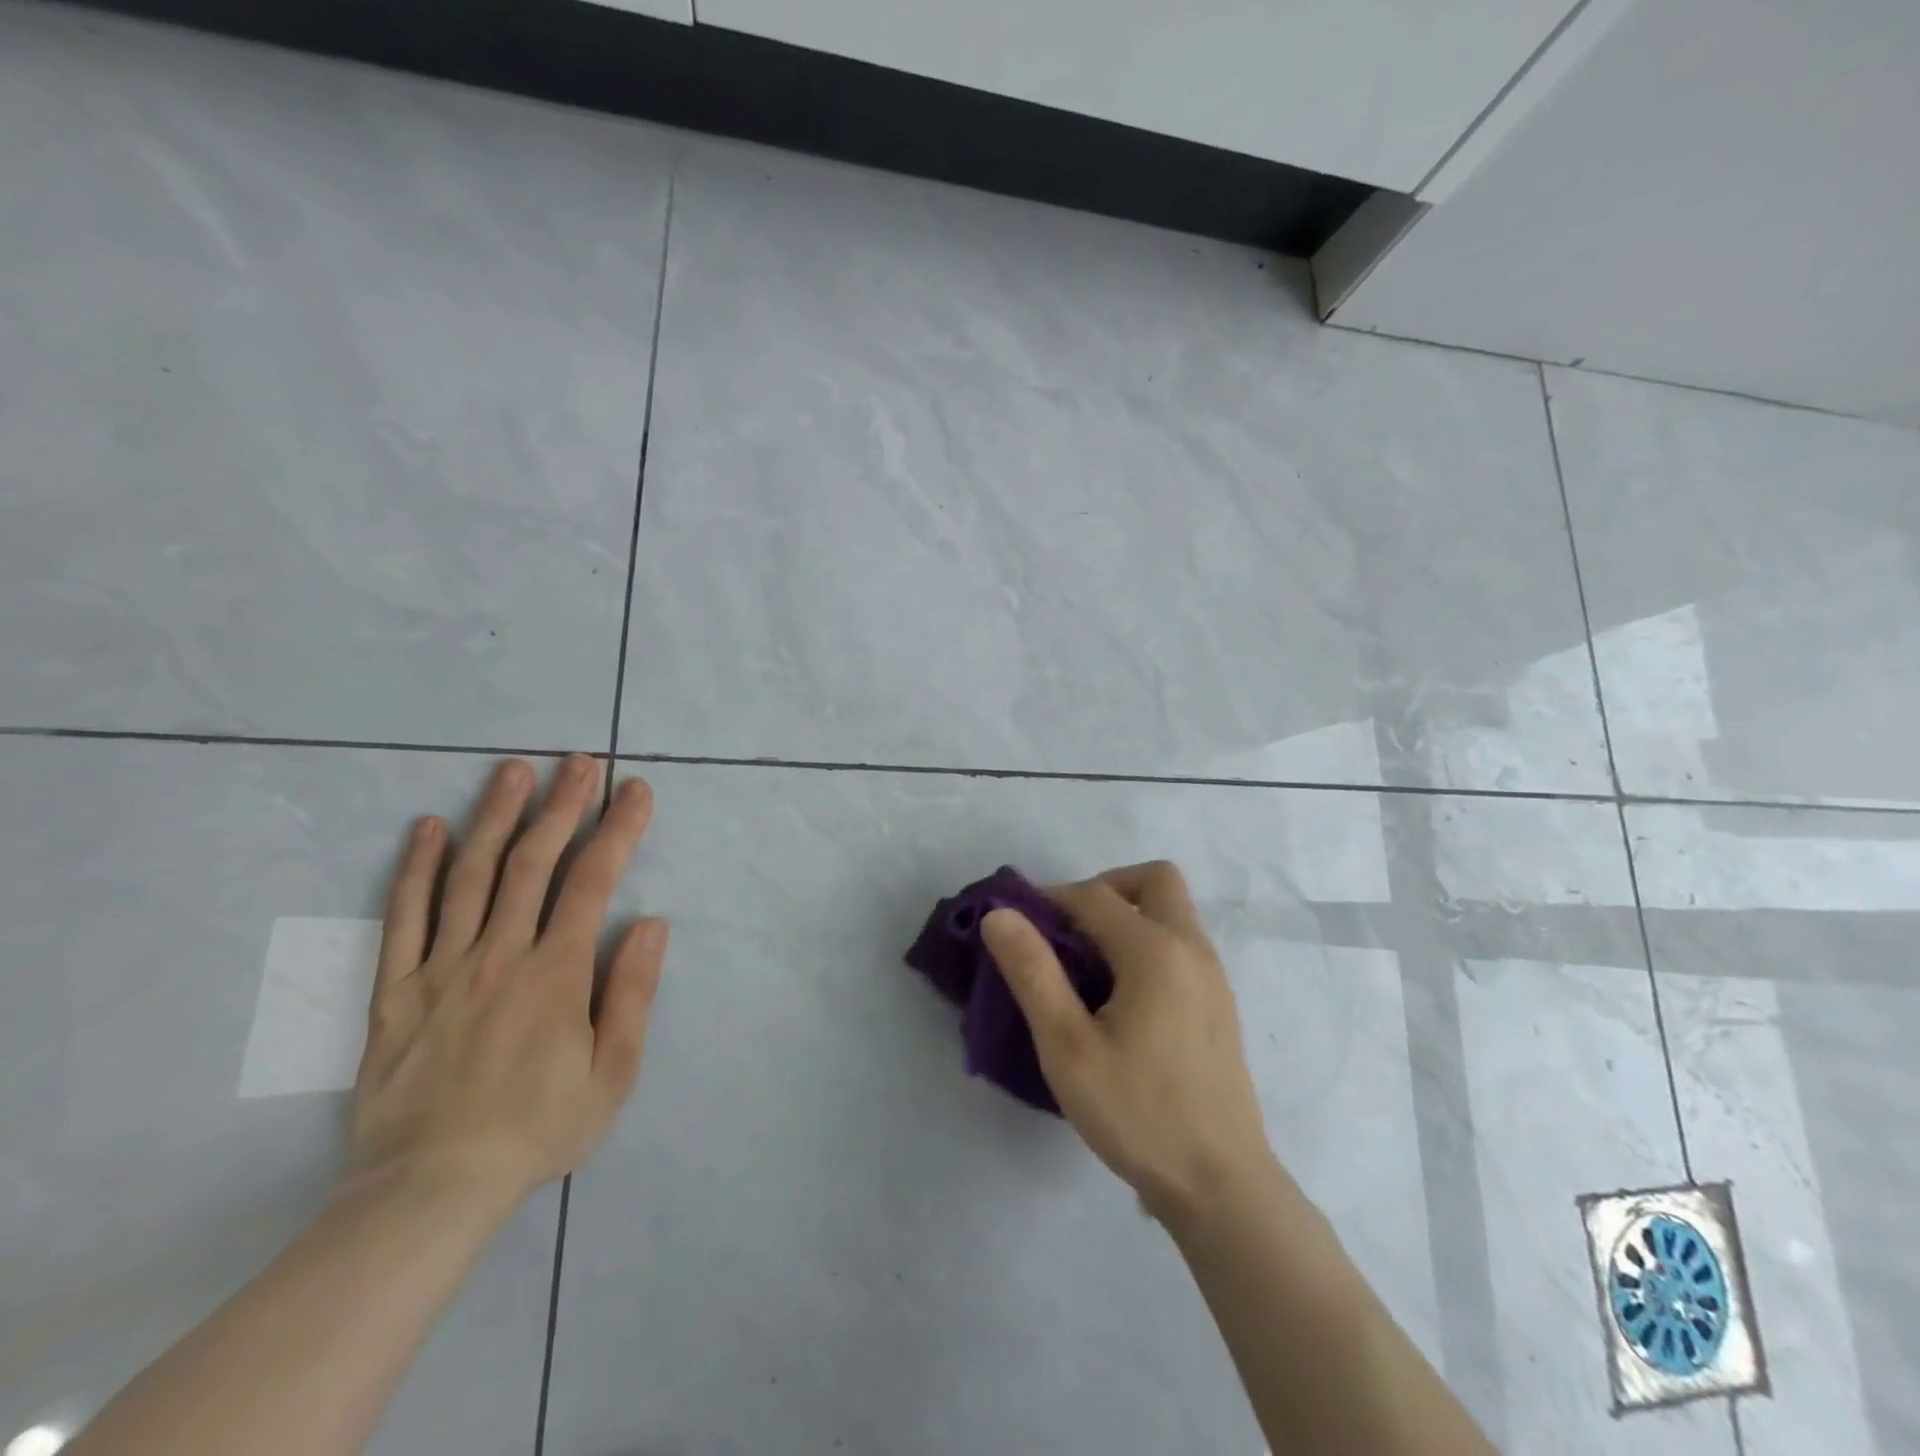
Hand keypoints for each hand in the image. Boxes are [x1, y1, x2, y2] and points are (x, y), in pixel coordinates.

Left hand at [349, 755, 668, 1201]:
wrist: (430, 1189)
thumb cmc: (537, 1128)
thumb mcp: (613, 1074)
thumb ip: (631, 994)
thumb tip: (652, 924)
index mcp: (555, 973)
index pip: (593, 882)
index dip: (618, 829)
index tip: (636, 790)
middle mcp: (499, 955)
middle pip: (533, 863)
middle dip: (563, 806)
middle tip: (580, 762)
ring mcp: (441, 968)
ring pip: (470, 876)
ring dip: (496, 817)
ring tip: (514, 771)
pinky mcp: (395, 990)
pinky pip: (404, 918)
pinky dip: (416, 868)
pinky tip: (429, 828)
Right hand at [981, 861, 1276, 1223]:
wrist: (1221, 1186)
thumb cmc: (1138, 1114)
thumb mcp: (1068, 1047)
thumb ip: (1033, 973)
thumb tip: (999, 915)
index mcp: (1155, 951)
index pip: (1093, 895)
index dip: (1049, 900)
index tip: (1017, 927)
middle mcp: (1192, 948)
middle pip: (1152, 880)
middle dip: (1104, 889)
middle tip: (1068, 932)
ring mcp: (1212, 975)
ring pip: (1172, 910)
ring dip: (1128, 914)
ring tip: (1088, 965)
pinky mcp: (1219, 1002)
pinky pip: (1181, 942)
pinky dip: (1148, 941)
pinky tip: (1122, 996)